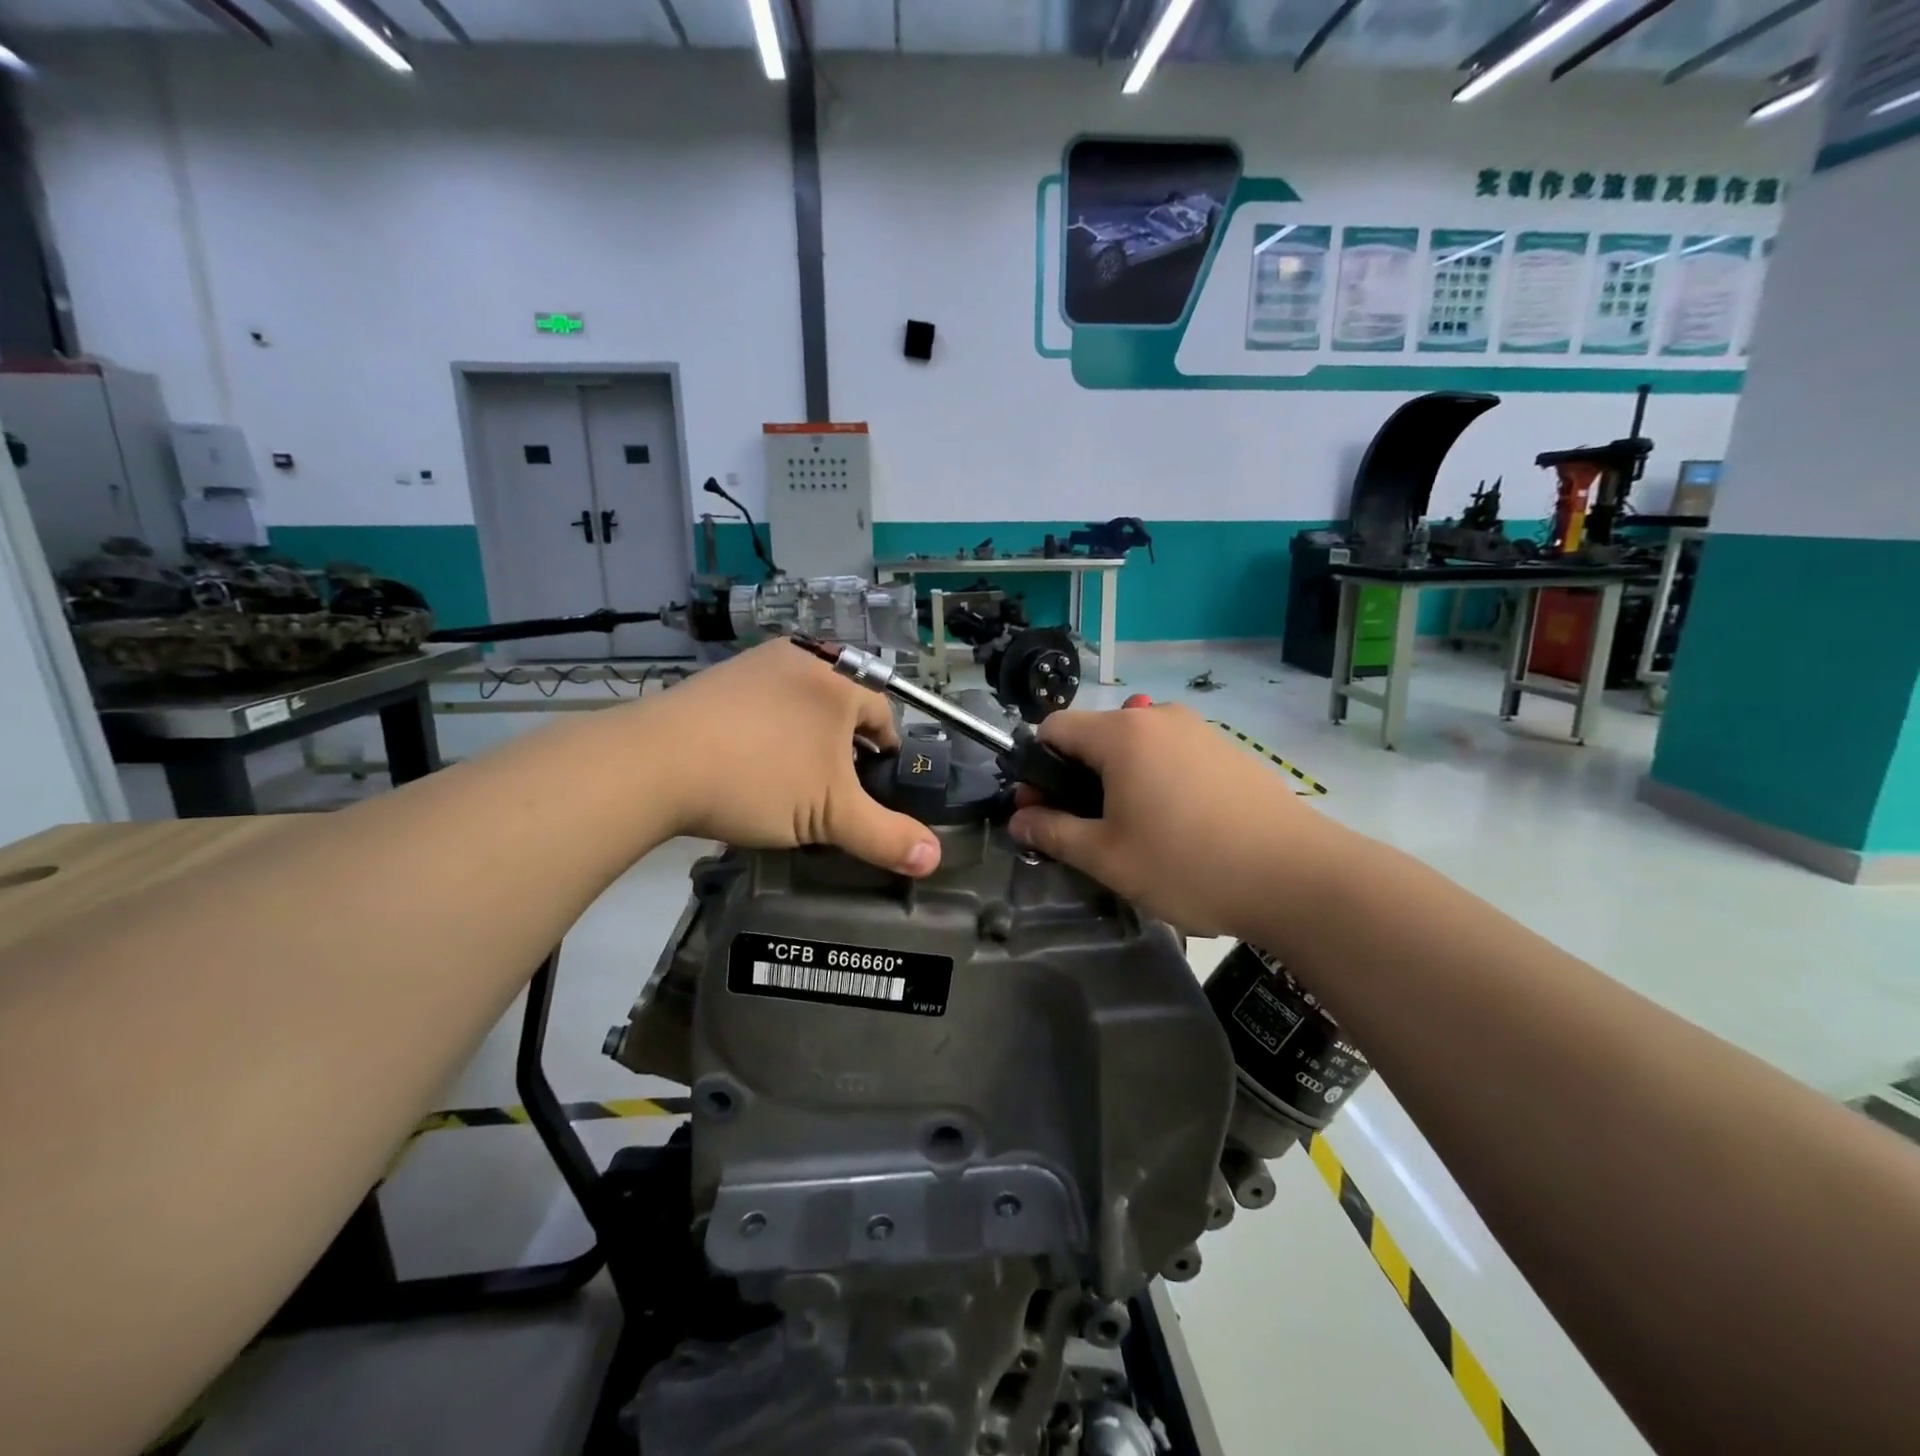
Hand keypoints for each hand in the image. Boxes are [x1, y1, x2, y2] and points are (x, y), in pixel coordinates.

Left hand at [646, 640, 940, 875]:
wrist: (652, 763)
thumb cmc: (759, 780)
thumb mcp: (831, 816)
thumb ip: (886, 837)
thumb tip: (935, 859)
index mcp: (838, 682)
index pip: (884, 716)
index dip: (887, 755)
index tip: (874, 788)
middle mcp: (801, 659)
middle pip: (841, 707)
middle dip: (845, 746)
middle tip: (833, 790)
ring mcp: (754, 665)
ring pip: (800, 704)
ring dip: (805, 738)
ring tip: (791, 780)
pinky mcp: (716, 679)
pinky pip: (761, 704)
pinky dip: (767, 731)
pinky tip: (749, 763)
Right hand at [1008, 704, 1337, 937]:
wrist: (1298, 876)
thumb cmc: (1188, 863)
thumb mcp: (1107, 856)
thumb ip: (1053, 832)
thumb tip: (1018, 820)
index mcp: (1122, 734)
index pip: (1054, 728)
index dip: (1035, 768)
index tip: (1042, 811)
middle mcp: (1158, 718)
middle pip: (1093, 737)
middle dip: (1075, 779)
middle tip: (1082, 830)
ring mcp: (1199, 731)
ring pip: (1133, 748)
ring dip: (1114, 782)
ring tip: (1131, 833)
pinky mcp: (1227, 751)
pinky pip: (1170, 756)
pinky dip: (1153, 781)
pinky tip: (1175, 826)